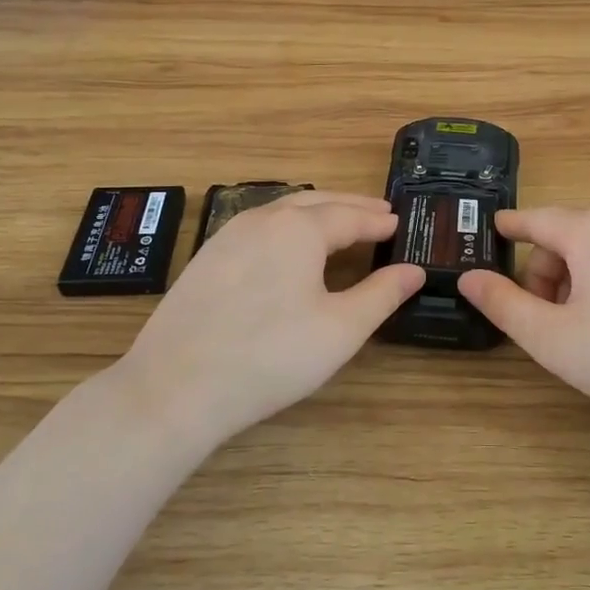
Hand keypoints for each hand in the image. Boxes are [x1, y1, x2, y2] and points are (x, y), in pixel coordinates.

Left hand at [111, 191, 422, 444]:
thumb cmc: (270, 356)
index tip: (399, 223)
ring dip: (318, 213)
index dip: (377, 221)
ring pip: (283, 211)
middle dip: (351, 207)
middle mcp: (261, 219)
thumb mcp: (340, 329)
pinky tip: (290, 248)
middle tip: (379, 214)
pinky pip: (258, 227)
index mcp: (298, 228)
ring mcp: (227, 235)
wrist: (175, 387)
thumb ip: (382, 294)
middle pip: (316, 202)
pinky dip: (288, 227)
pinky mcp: (206, 258)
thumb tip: (413, 271)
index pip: (350, 216)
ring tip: (341, 225)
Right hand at [458, 207, 589, 439]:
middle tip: (549, 322)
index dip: (508, 229)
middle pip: (567, 236)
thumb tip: (469, 277)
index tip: (491, 233)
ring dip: (580, 279)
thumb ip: (503, 304)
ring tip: (589, 329)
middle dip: (547, 273)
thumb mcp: (553, 338)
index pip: (534, 219)